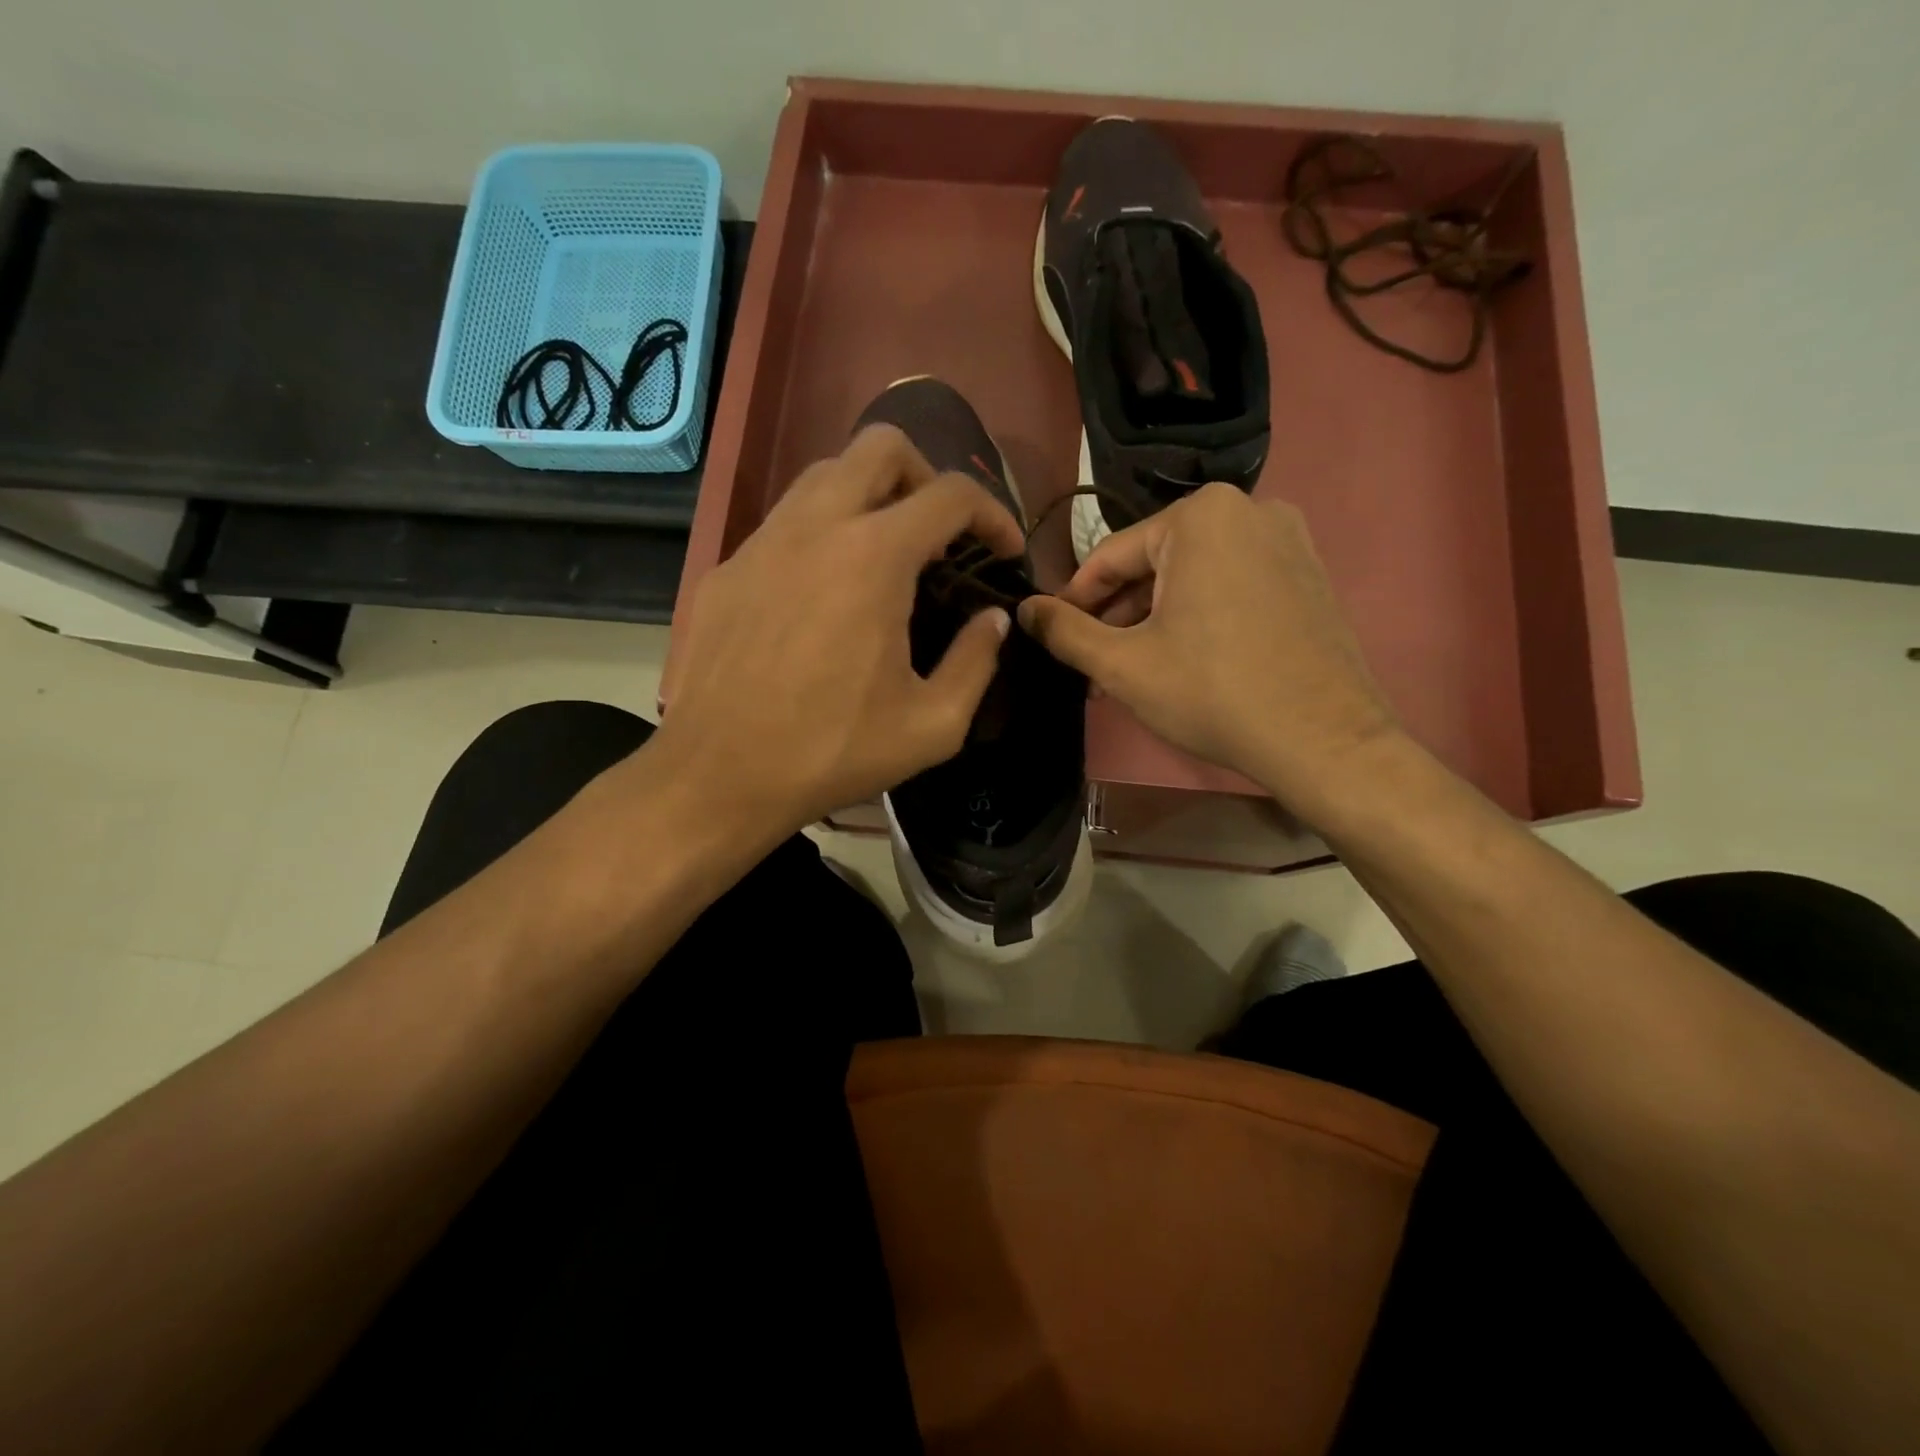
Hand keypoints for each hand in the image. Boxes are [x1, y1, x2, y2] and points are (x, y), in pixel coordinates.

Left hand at [653, 425, 1023, 840]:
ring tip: (886, 552)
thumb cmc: (832, 752)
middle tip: (941, 531)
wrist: (718, 775)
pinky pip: (784, 522)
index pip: (951, 494)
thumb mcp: (933, 725)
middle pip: (882, 445)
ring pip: (825, 474)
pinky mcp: (727, 568)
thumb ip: (976, 662)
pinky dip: (821, 533)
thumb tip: (993, 621)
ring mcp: (762, 541)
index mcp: (875, 557)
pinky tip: (823, 591)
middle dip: (927, 475)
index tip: (1004, 550)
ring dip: (870, 495)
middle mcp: (817, 526)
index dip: (993, 513)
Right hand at [1018, 484, 1398, 813]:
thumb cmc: (1212, 692)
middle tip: (1095, 666)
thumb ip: (1065, 631)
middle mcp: (1249, 509)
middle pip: (1156, 563)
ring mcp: (1288, 540)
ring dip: (1155, 620)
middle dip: (1119, 615)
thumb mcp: (1122, 664)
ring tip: (1133, 672)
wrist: (1323, 740)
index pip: (1112, 555)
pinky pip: (1232, 585)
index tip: (1054, 636)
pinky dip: (1199, 616)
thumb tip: (1024, 609)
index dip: (1076, 600)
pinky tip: (1185, 661)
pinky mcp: (1310, 574)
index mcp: (1200, 516)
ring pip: (1193, 576)